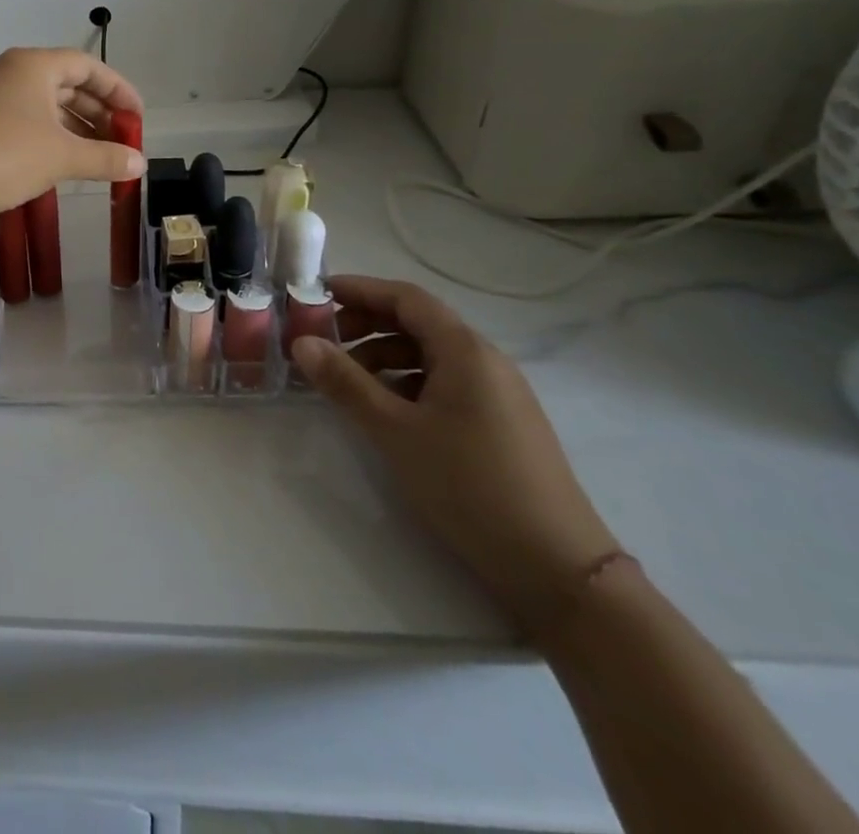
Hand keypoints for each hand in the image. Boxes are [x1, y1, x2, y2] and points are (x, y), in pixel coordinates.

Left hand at [0, 48, 144, 217]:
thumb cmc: (7, 156)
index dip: (118, 89)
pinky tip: (64, 162)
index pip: (87, 65)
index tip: (138, 116)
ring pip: (45, 105)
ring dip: (75, 128)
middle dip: (98, 112)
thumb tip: (140, 164)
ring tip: (99, 156)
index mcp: (32, 65)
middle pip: (66, 83)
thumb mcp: (63, 156)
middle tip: (121, 140)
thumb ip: (106, 157)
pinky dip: (50, 137)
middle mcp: (10, 72)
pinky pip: (25, 120)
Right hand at [291, 275, 619, 632]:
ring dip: (383, 355)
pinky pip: (445, 382)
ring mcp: (498, 393)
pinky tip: (385, 409)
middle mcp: (485, 361)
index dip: (359, 289)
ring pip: (430, 355)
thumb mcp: (395, 431)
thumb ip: (345, 382)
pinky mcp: (500, 423)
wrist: (557, 569)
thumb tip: (301, 342)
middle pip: (417, 322)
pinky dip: (406, 382)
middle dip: (365, 324)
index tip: (315, 295)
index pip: (405, 297)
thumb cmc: (469, 485)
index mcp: (465, 350)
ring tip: (345, 380)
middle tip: (322, 341)